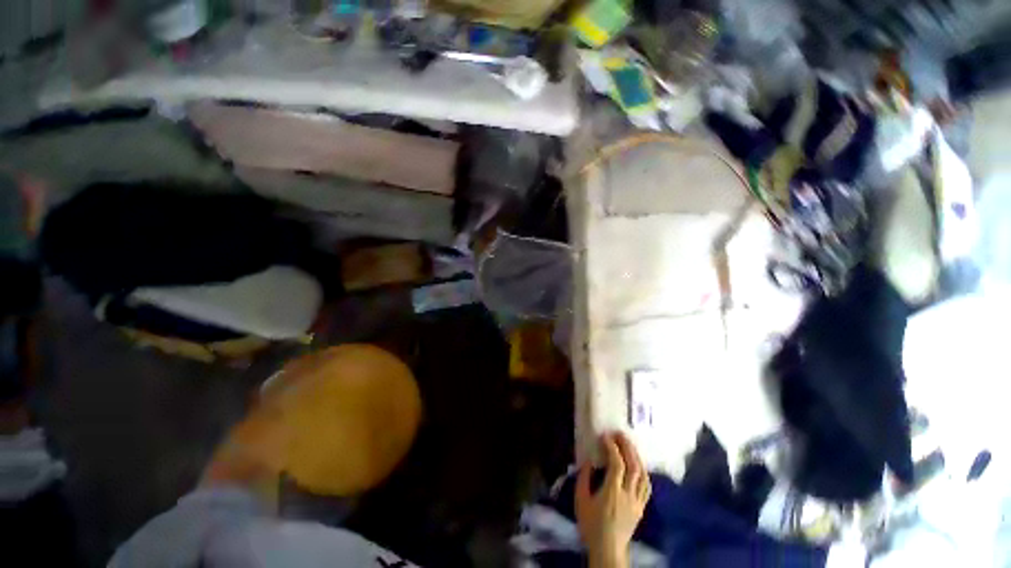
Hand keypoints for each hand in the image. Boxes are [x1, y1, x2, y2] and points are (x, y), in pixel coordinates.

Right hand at [575, 432, 650, 567]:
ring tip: (629, 445)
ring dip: (636, 457)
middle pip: (633, 466)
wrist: (608, 549)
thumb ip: (584, 478)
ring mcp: (637, 502)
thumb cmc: (591, 525)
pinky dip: (643, 472)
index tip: (605, 436)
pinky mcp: (641, 508)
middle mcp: (628, 494)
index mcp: (612, 492)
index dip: (612, 447)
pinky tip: (638, 465)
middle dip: (627, 446)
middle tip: (619, 434)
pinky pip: (647, 487)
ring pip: (643, 475)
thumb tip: (589, 460)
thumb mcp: (581, 500)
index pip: (617, 464)